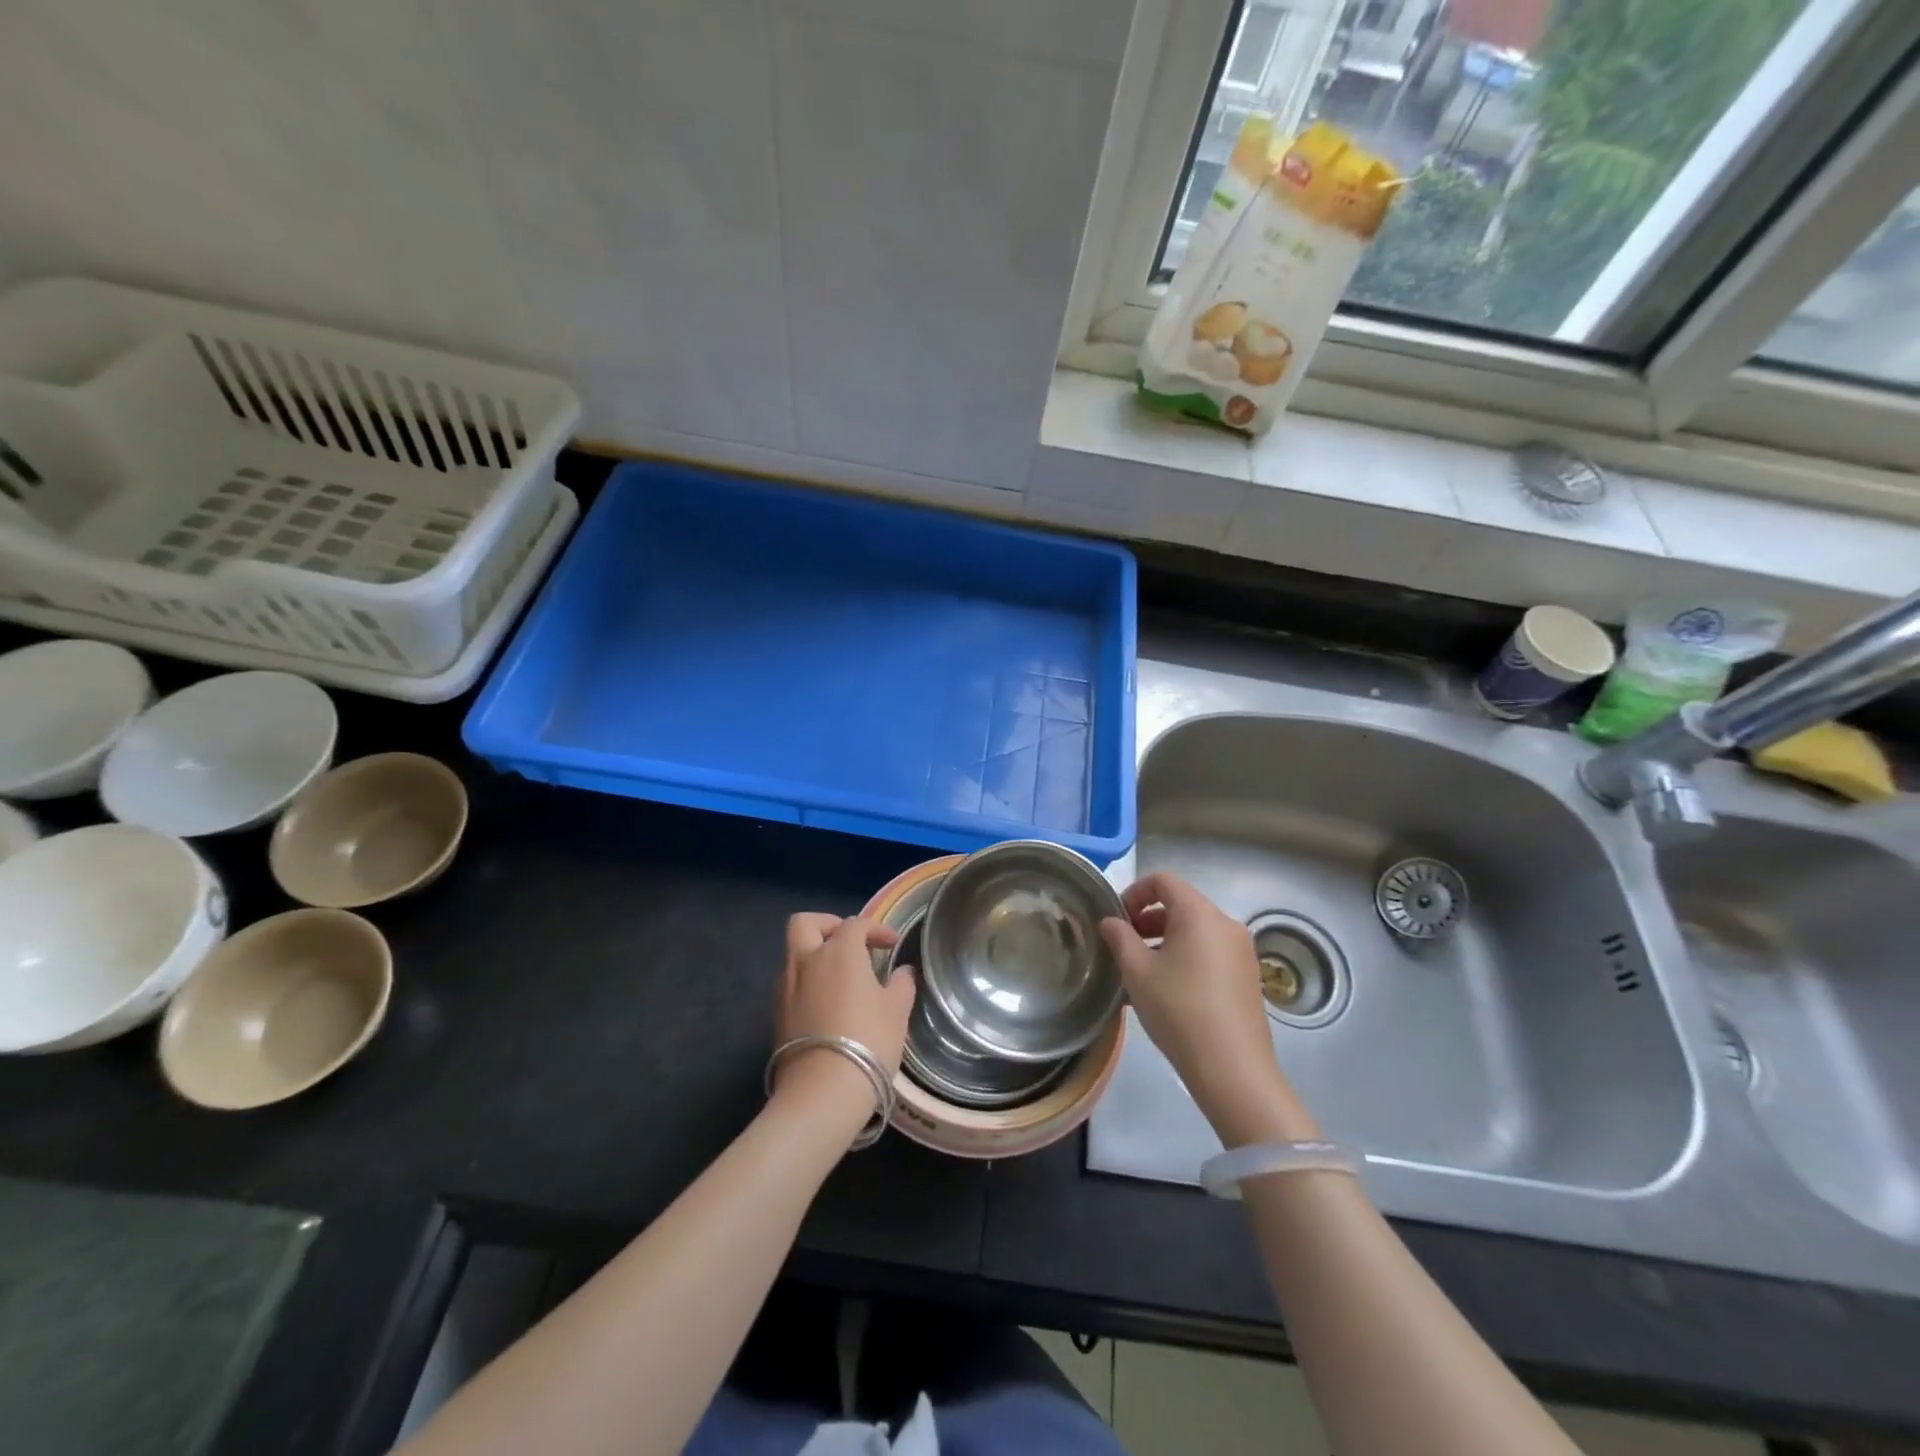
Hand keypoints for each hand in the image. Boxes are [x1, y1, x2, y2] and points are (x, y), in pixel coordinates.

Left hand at [772, 914, 916, 1121]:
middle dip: (827, 925)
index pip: (855, 924)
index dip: (876, 929)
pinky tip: (826, 1004)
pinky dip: (808, 982)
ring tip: (840, 978)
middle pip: (805, 923)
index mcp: (839, 952)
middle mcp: (807, 961)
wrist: (821, 1092)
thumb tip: (902, 972)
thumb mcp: (897, 1011)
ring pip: (794, 954)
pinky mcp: (776, 1014)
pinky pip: (791, 983)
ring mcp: (786, 987)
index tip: (891, 944)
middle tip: (849, 943)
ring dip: (815, 956)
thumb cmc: (868, 1041)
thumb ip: (901, 985)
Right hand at [1100, 872, 1317, 1144]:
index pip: (1164, 880)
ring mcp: (1241, 950)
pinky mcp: (1248, 976)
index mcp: (1199, 913)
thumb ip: (1119, 938)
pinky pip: (1210, 952)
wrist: (1232, 1068)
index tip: (1117, 919)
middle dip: (1148, 919)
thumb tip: (1110, 921)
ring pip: (1196, 930)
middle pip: (1181, 904)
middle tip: (1124, 946)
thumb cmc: (1178, 1009)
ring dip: (1165, 940)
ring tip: (1142, 972)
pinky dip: (1186, 957)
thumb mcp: (1137, 971)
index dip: (1135, 892)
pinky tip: (1168, 990)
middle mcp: (1225, 923)